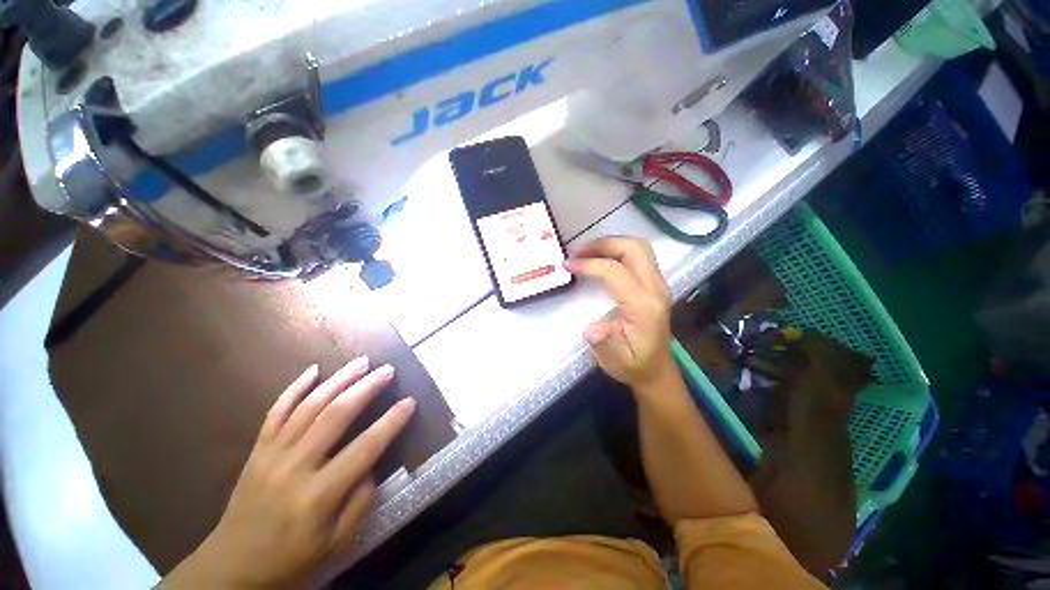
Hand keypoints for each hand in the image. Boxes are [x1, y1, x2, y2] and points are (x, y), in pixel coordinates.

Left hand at [162, 357, 415, 588]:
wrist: (232, 566)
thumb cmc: (291, 558)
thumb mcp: (335, 543)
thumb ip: (360, 501)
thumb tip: (372, 464)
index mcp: (318, 495)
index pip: (364, 449)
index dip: (391, 422)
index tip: (410, 402)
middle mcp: (294, 467)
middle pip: (335, 416)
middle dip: (366, 388)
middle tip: (387, 370)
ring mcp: (271, 455)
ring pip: (308, 407)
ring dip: (338, 380)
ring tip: (361, 362)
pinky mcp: (257, 450)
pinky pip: (275, 412)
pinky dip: (294, 388)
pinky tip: (313, 370)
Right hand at [564, 237, 675, 388]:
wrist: (656, 371)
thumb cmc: (633, 365)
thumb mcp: (614, 360)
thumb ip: (603, 343)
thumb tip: (591, 330)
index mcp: (643, 306)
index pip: (615, 271)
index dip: (589, 264)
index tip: (567, 265)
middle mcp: (655, 288)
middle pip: (633, 248)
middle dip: (603, 243)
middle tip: (577, 251)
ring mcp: (658, 283)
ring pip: (638, 246)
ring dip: (611, 243)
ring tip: (586, 251)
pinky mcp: (655, 283)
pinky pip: (639, 254)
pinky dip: (617, 249)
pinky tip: (601, 258)